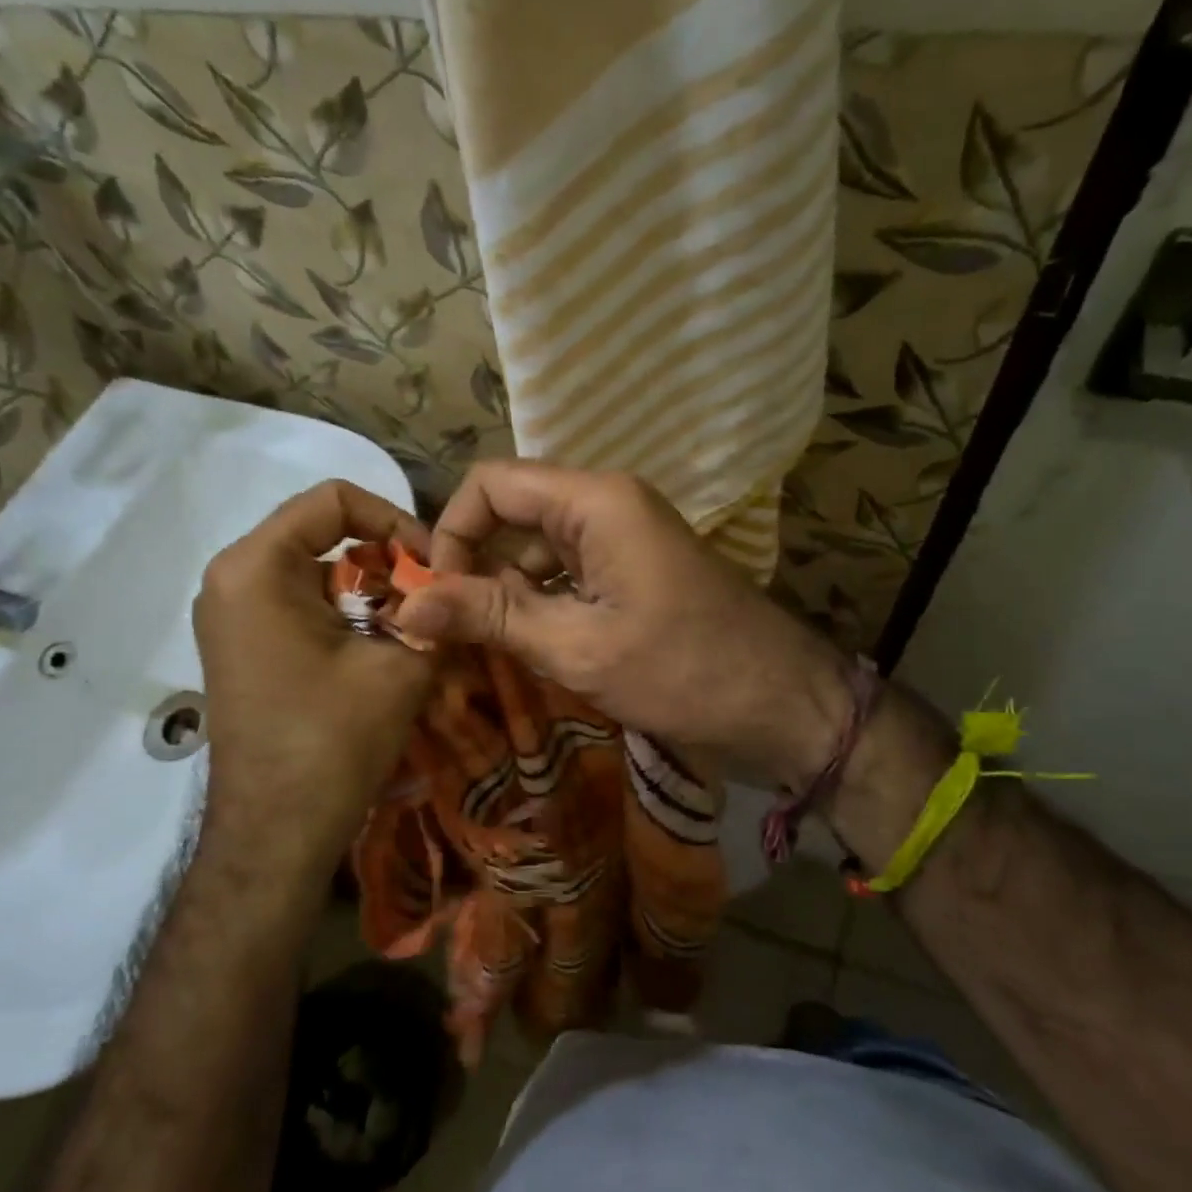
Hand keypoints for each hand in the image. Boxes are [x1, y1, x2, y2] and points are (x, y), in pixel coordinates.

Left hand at [193, 480, 432, 867]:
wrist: (276, 832)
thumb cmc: (333, 739)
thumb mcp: (402, 665)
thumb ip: (436, 611)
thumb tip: (460, 585)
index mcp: (258, 566)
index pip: (335, 500)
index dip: (396, 521)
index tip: (435, 564)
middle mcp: (232, 577)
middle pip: (324, 533)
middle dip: (387, 559)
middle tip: (433, 595)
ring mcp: (231, 613)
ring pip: (316, 570)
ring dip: (371, 588)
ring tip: (415, 623)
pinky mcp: (242, 644)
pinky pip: (300, 602)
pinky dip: (346, 612)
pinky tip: (381, 646)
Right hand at [394, 460, 855, 785]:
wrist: (785, 706)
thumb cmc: (685, 672)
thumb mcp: (579, 647)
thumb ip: (490, 617)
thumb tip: (406, 605)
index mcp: (596, 501)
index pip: (491, 484)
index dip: (452, 534)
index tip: (439, 599)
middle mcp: (608, 506)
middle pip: (513, 514)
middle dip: (475, 567)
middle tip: (452, 634)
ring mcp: (625, 540)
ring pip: (538, 550)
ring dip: (506, 593)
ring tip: (486, 650)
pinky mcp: (635, 574)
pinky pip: (568, 575)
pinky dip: (540, 605)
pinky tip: (529, 649)